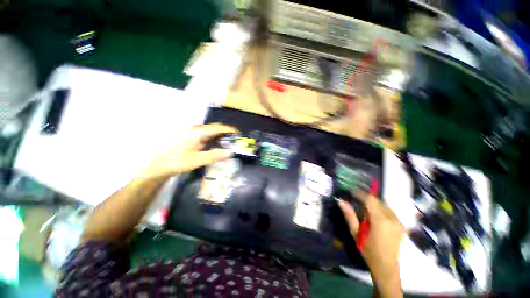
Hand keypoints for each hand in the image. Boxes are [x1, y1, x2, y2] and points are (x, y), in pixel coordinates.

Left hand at [141, 123, 237, 178]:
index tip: (239, 134)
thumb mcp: (196, 160)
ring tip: (231, 144)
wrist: (160, 167)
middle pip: (215, 129)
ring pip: (212, 134)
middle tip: (236, 141)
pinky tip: (219, 147)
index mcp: (197, 133)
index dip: (229, 130)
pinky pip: (208, 138)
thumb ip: (214, 156)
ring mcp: (194, 135)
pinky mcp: (193, 140)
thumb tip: (230, 152)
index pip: (217, 128)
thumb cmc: (176, 162)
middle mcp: (196, 131)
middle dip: (227, 134)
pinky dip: (216, 141)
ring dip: (222, 138)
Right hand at [338, 191, 404, 296]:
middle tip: (355, 199)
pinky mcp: (401, 225)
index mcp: (380, 221)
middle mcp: (392, 218)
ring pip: (384, 204)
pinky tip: (374, 214)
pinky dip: (380, 208)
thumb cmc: (369, 251)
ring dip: (373, 203)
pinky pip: (389, 210)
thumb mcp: (356, 233)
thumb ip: (349, 215)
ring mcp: (398, 222)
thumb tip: (341, 201)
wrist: (386, 267)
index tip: (351, 192)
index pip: (370, 199)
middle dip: (366, 197)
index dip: (360, 193)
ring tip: (363, 206)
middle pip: (378, 200)